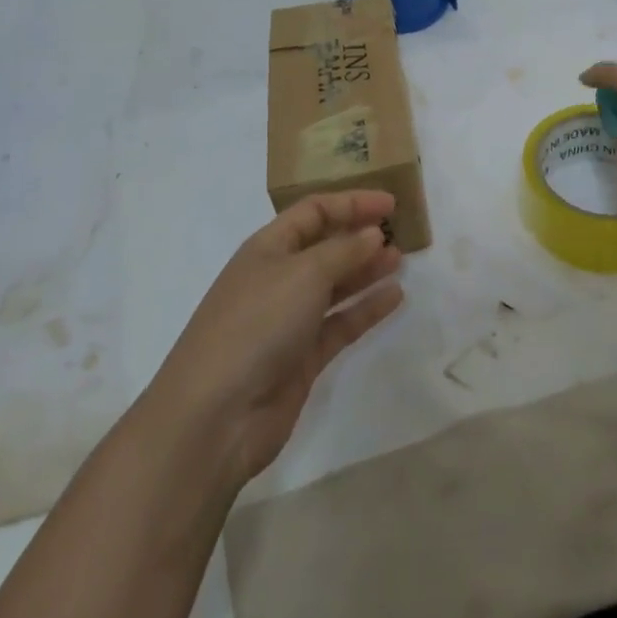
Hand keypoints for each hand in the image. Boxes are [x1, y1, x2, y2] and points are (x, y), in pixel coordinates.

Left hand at [147, 189, 404, 490]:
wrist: (216, 415)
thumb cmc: (257, 324)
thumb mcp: (303, 274)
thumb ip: (343, 251)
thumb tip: (372, 234)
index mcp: (269, 247)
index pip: (314, 211)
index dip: (351, 202)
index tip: (391, 204)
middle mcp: (278, 278)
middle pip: (324, 246)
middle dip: (359, 236)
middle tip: (401, 231)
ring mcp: (289, 320)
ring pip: (335, 285)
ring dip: (366, 270)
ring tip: (401, 260)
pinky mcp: (302, 358)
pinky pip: (340, 323)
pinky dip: (366, 309)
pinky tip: (395, 297)